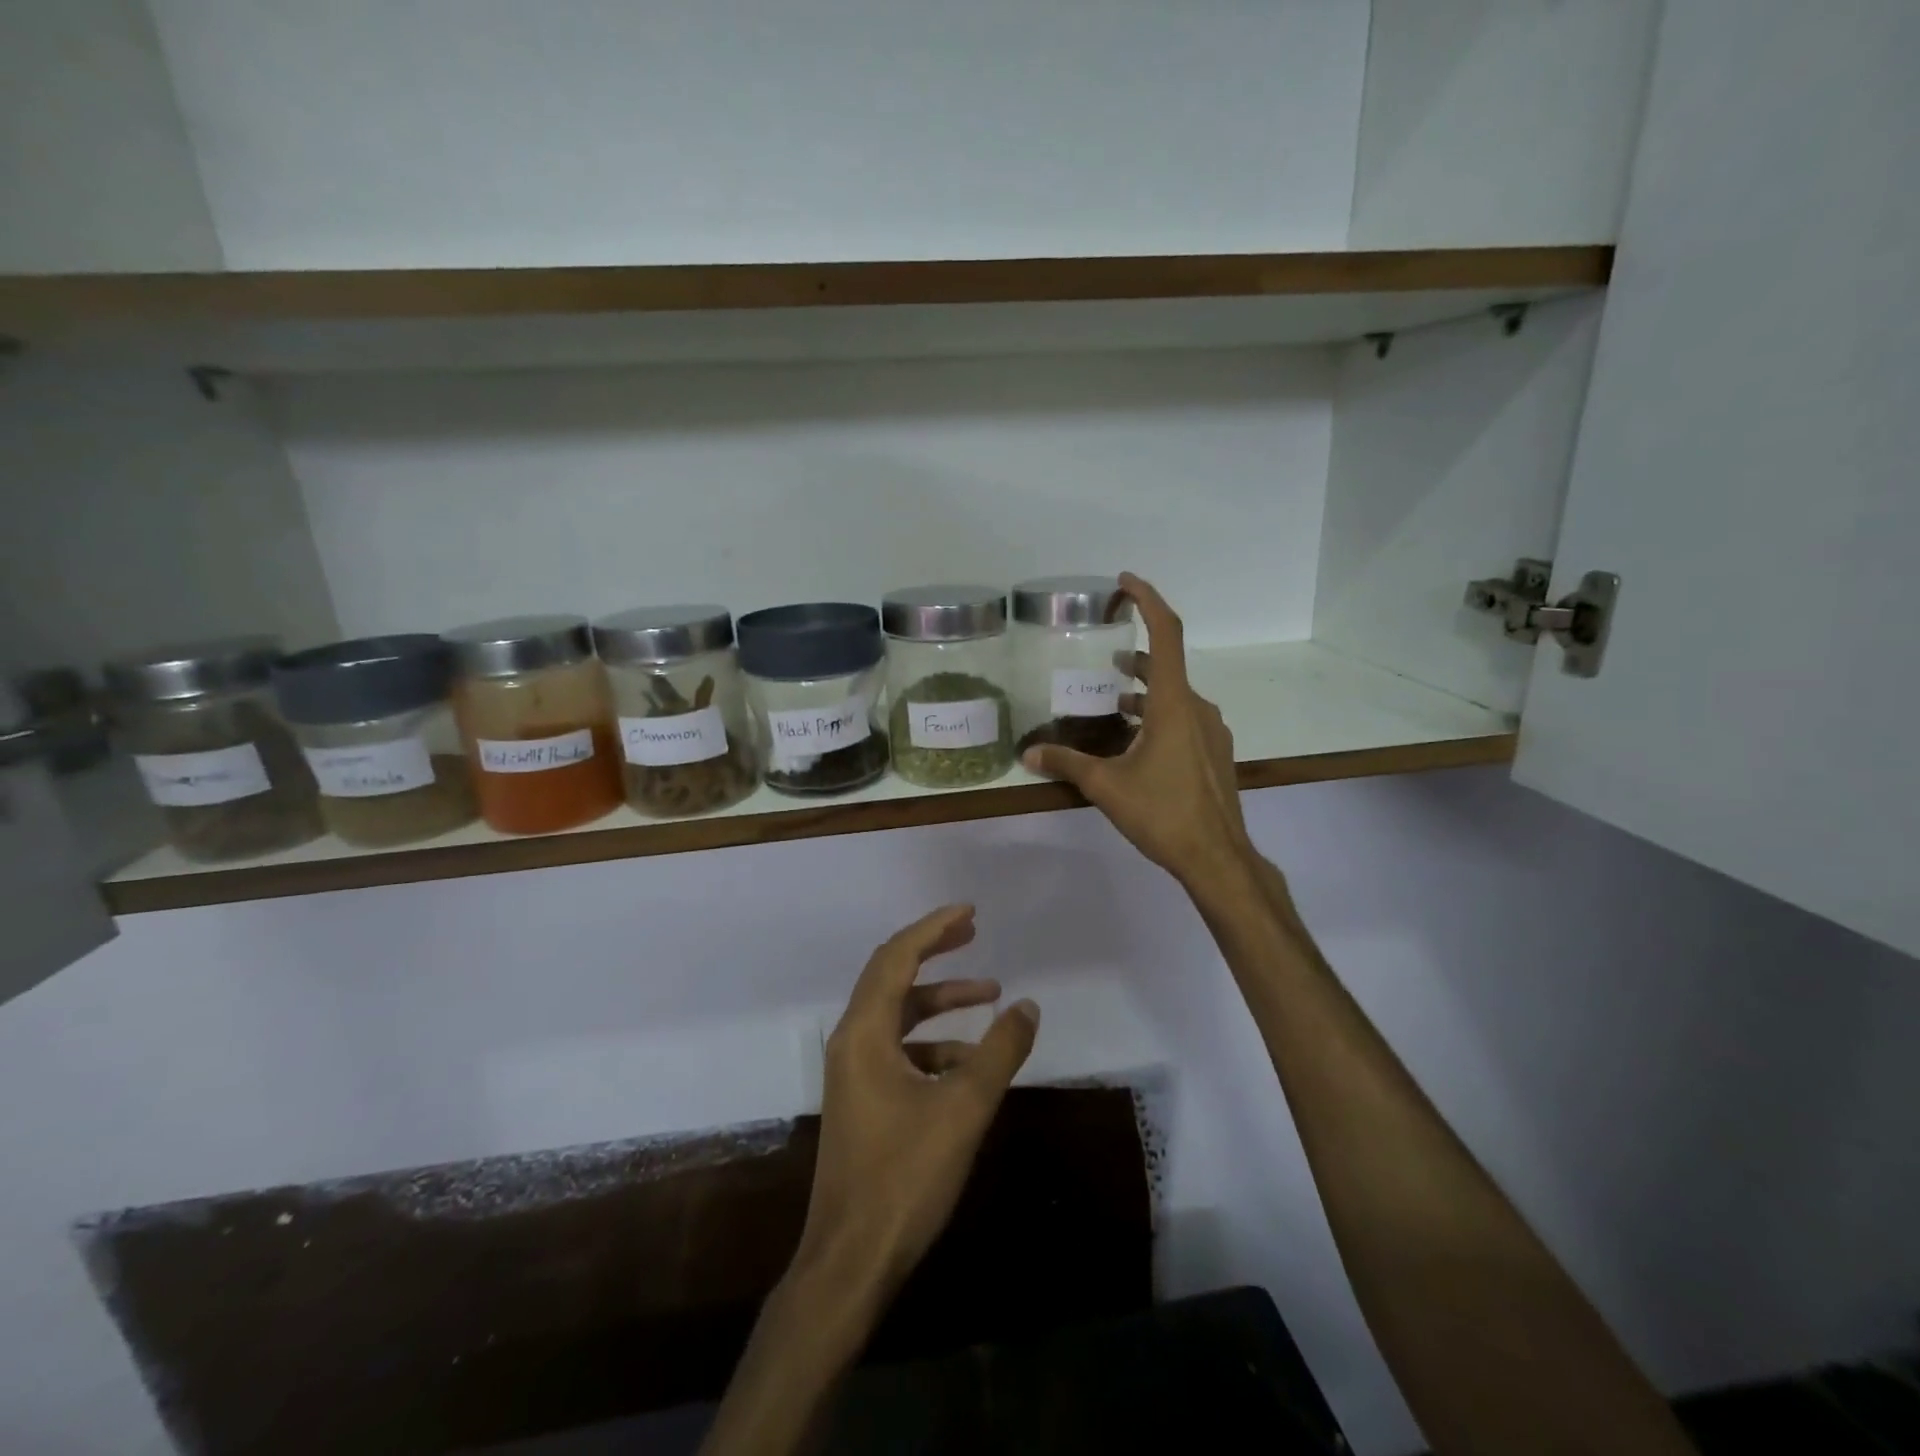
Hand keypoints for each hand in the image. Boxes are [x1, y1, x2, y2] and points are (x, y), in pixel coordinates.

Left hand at [798, 904, 1039, 1303]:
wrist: (850, 1260)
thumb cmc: (904, 1177)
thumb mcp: (963, 1109)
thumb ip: (999, 1052)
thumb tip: (1028, 1006)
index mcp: (865, 1032)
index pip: (897, 957)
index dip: (933, 928)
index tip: (969, 912)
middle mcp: (852, 1040)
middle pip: (891, 975)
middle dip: (934, 951)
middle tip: (973, 932)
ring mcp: (853, 1071)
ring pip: (898, 1015)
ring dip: (940, 1000)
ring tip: (989, 996)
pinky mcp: (862, 1097)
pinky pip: (898, 1049)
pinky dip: (933, 1042)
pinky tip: (969, 1062)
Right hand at [1022, 572, 1252, 887]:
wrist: (1217, 857)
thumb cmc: (1162, 813)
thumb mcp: (1106, 786)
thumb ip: (1066, 763)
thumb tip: (1028, 755)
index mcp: (1173, 704)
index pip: (1166, 634)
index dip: (1148, 600)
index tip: (1125, 582)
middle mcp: (1196, 708)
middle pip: (1167, 665)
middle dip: (1137, 655)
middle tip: (1106, 655)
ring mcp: (1210, 731)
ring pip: (1175, 695)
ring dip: (1146, 690)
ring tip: (1114, 698)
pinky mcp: (1214, 753)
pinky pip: (1183, 718)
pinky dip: (1158, 714)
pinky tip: (1137, 740)